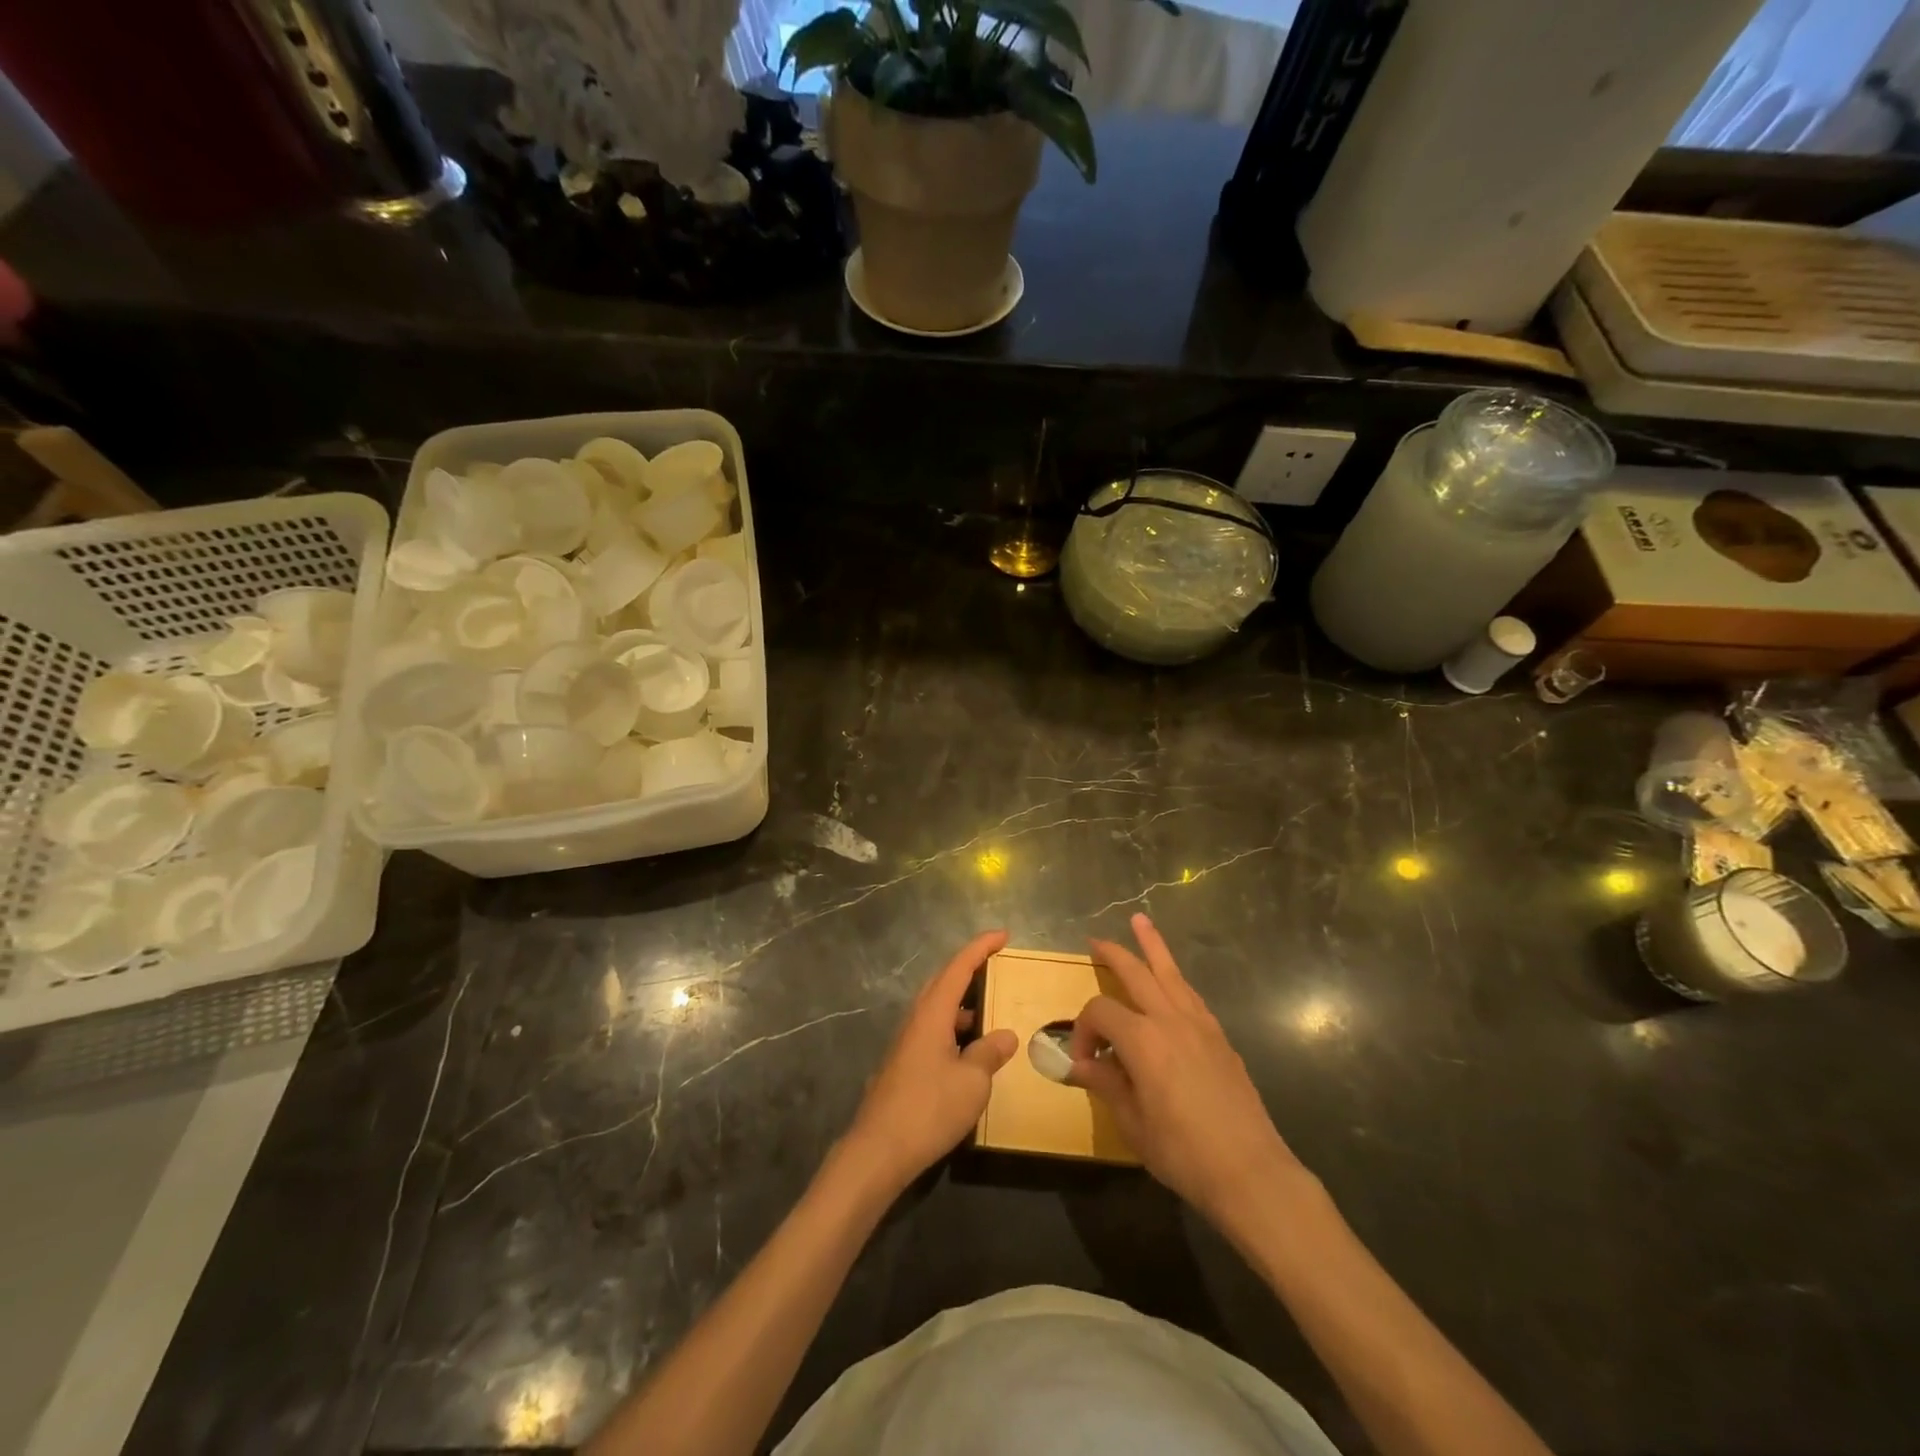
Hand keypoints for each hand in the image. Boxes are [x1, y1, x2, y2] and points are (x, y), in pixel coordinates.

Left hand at [843, 930, 1016, 1193]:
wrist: (878, 1151)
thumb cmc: (928, 1109)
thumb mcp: (972, 1082)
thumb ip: (989, 1054)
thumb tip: (1005, 1035)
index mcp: (932, 1013)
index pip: (958, 967)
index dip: (980, 948)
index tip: (1003, 935)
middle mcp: (916, 1020)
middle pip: (943, 982)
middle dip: (969, 969)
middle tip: (996, 965)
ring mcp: (906, 1043)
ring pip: (937, 1009)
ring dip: (963, 1003)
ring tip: (990, 1010)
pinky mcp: (903, 1065)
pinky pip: (933, 1031)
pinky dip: (954, 1029)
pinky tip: (969, 1051)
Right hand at [1070, 914, 1309, 1231]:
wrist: (1250, 1171)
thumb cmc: (1183, 1151)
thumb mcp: (1133, 1123)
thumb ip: (1106, 1084)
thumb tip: (1078, 1064)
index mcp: (1142, 1039)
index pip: (1100, 1012)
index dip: (1083, 1030)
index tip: (1082, 1060)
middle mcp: (1170, 1019)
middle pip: (1137, 972)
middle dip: (1114, 953)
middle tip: (1096, 941)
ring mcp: (1200, 1025)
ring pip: (1171, 973)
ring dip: (1153, 946)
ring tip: (1140, 922)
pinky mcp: (1220, 1038)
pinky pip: (1191, 995)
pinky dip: (1175, 980)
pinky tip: (1171, 982)